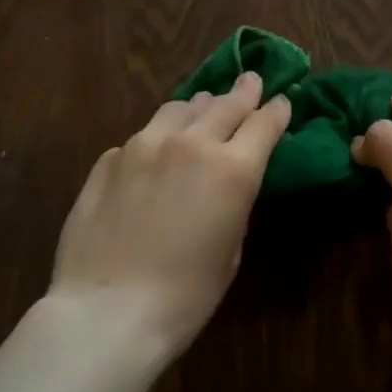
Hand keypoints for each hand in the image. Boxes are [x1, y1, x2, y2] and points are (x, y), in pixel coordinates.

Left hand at [49, 73, 291, 363]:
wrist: (109, 310)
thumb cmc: (186, 295)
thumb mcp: (231, 249)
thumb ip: (234, 201)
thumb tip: (227, 179)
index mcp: (232, 168)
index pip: (265, 122)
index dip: (277, 110)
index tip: (282, 102)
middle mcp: (191, 143)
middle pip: (226, 103)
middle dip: (244, 91)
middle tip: (251, 81)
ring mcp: (145, 145)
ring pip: (179, 108)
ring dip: (198, 108)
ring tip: (200, 111)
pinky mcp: (110, 158)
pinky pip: (143, 137)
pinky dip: (157, 140)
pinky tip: (153, 159)